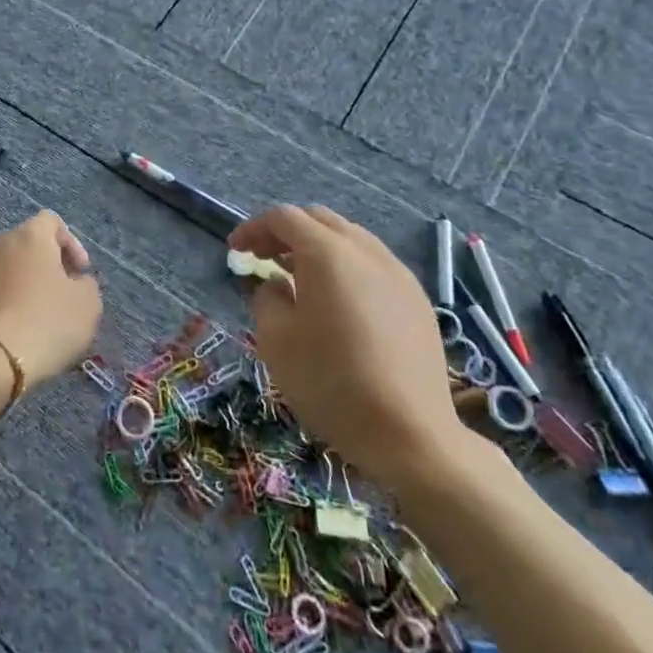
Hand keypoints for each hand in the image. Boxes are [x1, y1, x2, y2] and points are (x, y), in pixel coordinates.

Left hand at [0, 210, 101, 391]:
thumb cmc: (47, 322)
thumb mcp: (87, 304)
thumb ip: (86, 284)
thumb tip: (74, 282)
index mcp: (30, 236)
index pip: (51, 221)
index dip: (71, 243)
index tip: (80, 273)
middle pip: (26, 245)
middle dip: (45, 265)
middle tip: (60, 294)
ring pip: (4, 269)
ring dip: (20, 285)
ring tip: (34, 317)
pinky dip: (0, 304)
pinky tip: (10, 331)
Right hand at [231, 206, 463, 491]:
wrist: (411, 434)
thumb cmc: (331, 383)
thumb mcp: (276, 340)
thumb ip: (266, 298)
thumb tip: (275, 284)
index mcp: (327, 253)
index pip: (284, 218)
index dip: (253, 228)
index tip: (235, 251)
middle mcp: (365, 251)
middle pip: (319, 219)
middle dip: (285, 232)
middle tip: (263, 258)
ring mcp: (397, 273)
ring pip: (350, 239)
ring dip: (318, 247)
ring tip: (298, 278)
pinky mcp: (417, 300)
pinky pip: (373, 264)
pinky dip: (346, 267)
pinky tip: (339, 302)